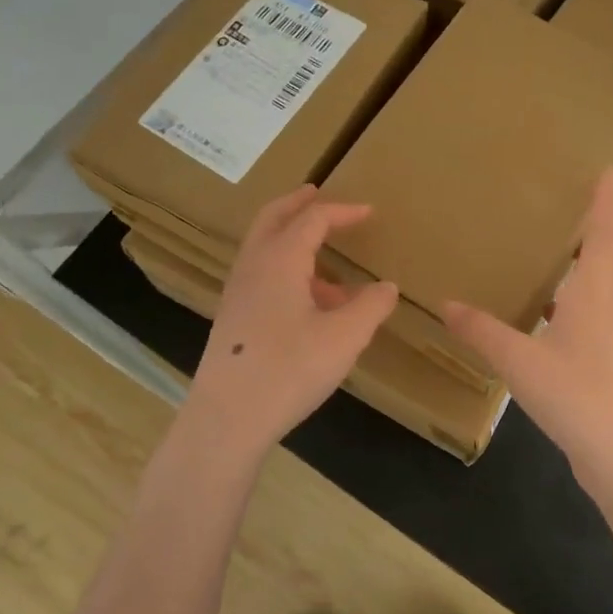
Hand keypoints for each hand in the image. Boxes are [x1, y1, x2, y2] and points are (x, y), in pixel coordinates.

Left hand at [187, 185, 398, 452]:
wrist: (226, 419)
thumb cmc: (289, 369)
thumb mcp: (344, 338)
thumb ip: (370, 307)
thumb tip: (386, 287)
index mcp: (280, 260)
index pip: (313, 219)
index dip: (343, 211)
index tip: (369, 212)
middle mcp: (253, 266)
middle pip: (273, 218)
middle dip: (297, 204)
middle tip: (316, 194)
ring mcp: (237, 293)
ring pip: (263, 248)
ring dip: (292, 242)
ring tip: (330, 268)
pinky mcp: (232, 319)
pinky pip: (261, 276)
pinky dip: (285, 271)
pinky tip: (309, 307)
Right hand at [442, 171, 612, 471]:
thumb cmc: (579, 398)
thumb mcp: (520, 362)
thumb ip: (483, 332)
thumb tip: (446, 303)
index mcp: (591, 300)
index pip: (603, 239)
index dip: (604, 204)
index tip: (608, 171)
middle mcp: (605, 316)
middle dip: (600, 243)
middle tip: (573, 227)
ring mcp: (608, 348)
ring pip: (604, 299)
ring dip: (586, 279)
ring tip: (551, 273)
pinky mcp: (603, 374)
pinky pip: (590, 328)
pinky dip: (571, 316)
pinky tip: (541, 330)